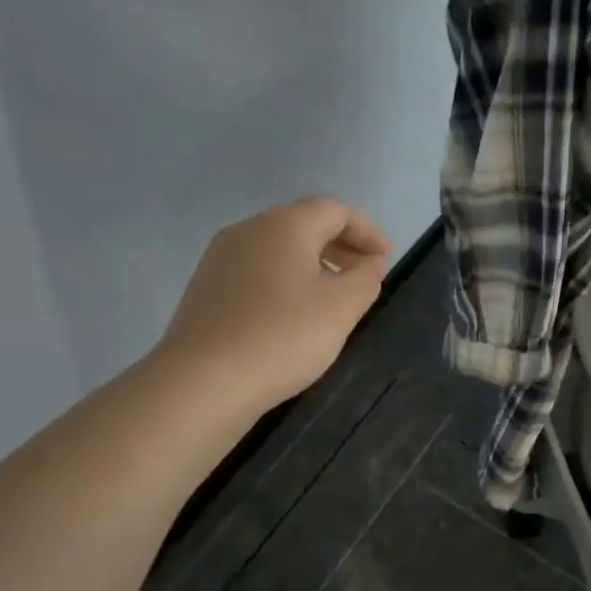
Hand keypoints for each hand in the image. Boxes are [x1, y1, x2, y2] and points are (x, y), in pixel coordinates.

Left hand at [158, 196, 392, 416]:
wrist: (203, 381)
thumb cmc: (284, 336)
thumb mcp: (342, 308)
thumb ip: (366, 278)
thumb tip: (370, 262)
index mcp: (285, 224)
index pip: (336, 210)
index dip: (368, 231)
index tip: (387, 259)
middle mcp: (249, 229)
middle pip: (305, 223)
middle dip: (341, 245)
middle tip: (365, 275)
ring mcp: (221, 257)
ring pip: (278, 248)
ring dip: (313, 263)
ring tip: (332, 298)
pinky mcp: (206, 287)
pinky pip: (256, 271)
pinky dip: (284, 280)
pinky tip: (292, 314)